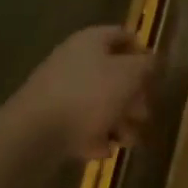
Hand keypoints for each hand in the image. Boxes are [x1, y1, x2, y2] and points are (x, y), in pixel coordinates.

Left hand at [10, 26, 153, 159]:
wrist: (32, 136)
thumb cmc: (89, 95)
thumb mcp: (130, 75)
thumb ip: (147, 66)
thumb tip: (153, 61)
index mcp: (91, 40)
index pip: (124, 36)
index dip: (143, 53)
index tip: (155, 76)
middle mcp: (74, 60)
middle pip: (112, 72)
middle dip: (132, 96)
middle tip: (144, 115)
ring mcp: (58, 90)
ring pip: (98, 101)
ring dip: (117, 120)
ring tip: (128, 141)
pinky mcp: (47, 119)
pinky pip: (78, 123)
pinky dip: (93, 136)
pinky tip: (102, 151)